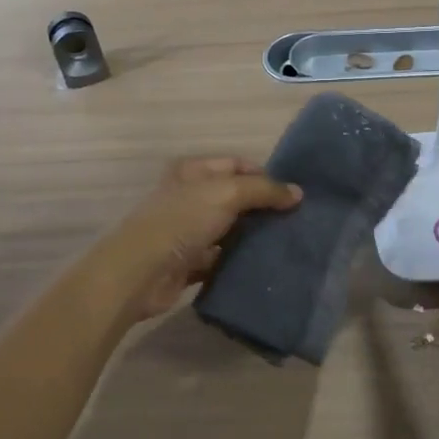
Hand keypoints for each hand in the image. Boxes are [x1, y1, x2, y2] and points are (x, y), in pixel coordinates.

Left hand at [100, 157, 301, 322]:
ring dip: (253, 236)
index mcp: (193, 171)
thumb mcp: (227, 194)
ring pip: (230, 229)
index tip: (292, 195)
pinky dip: (239, 261)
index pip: (237, 165)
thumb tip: (298, 193)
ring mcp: (188, 231)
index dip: (264, 175)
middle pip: (235, 198)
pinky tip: (263, 264)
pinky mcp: (189, 262)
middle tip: (295, 220)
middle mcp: (189, 197)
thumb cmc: (182, 221)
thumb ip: (264, 191)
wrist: (140, 273)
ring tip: (286, 242)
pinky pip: (222, 258)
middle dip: (263, 208)